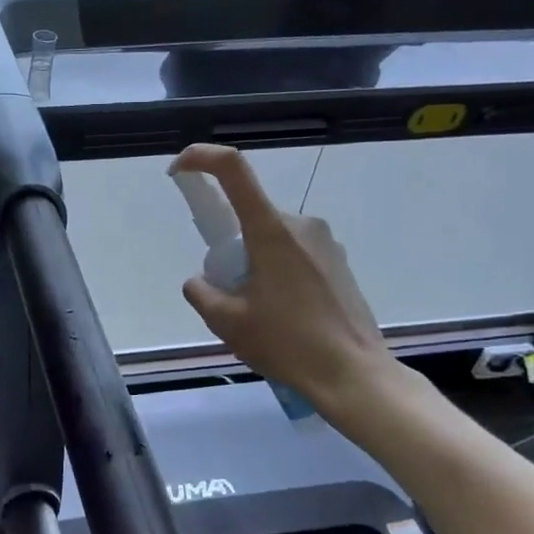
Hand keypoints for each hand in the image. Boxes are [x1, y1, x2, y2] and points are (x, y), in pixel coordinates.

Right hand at [172, 143, 399, 418]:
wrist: (353, 375)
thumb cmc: (287, 343)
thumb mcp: (227, 322)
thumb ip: (201, 292)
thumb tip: (200, 281)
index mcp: (271, 230)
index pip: (233, 170)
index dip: (201, 158)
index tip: (179, 171)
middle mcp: (301, 224)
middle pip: (249, 217)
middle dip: (229, 247)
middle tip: (228, 293)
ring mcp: (326, 242)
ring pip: (271, 238)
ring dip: (254, 263)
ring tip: (259, 313)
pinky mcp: (339, 263)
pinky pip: (294, 254)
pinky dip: (277, 273)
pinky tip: (285, 316)